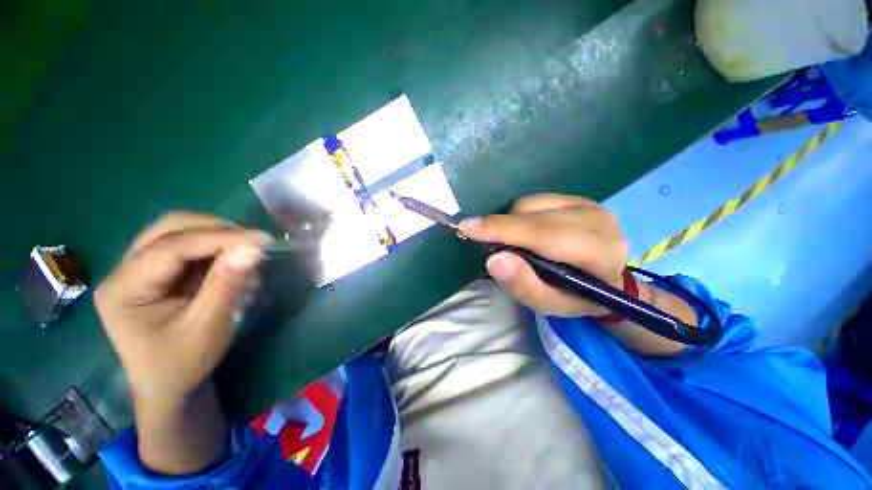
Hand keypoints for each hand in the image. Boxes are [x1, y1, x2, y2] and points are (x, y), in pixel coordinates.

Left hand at [95, 212, 271, 405]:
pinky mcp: (155, 272)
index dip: (220, 238)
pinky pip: (186, 246)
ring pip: (177, 232)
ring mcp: (137, 269)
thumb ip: (226, 285)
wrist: (166, 386)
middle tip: (254, 242)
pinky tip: (231, 263)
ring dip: (216, 237)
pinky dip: (214, 249)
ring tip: (245, 252)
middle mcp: (124, 270)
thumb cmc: (181, 364)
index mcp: (123, 289)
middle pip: (169, 229)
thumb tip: (252, 249)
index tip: (262, 240)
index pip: (172, 247)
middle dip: (216, 230)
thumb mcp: (206, 328)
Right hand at [458, 194, 627, 317]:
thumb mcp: (551, 305)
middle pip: (532, 215)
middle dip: (499, 226)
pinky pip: (533, 201)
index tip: (467, 229)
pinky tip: (523, 232)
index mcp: (598, 252)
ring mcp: (586, 203)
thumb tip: (494, 259)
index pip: (543, 234)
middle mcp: (595, 219)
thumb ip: (524, 286)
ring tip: (511, 244)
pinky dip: (518, 216)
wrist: (606, 277)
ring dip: (509, 223)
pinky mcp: (574, 197)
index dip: (502, 230)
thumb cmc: (577, 297)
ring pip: (529, 205)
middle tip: (478, 238)